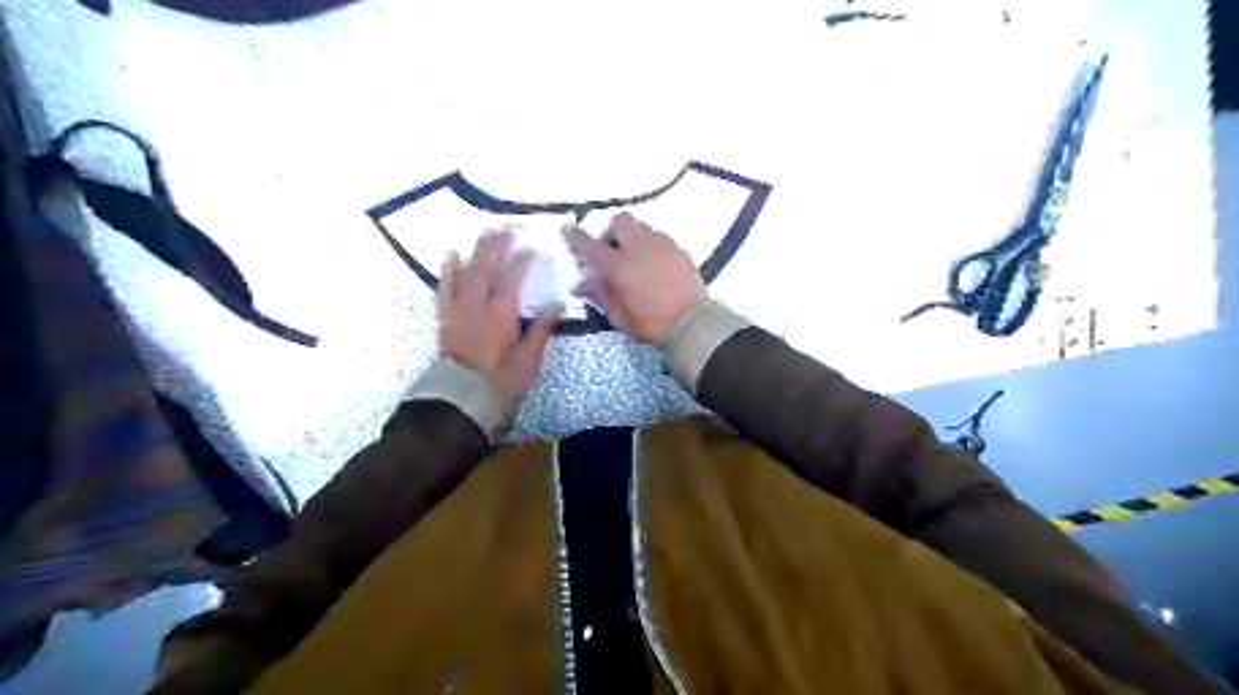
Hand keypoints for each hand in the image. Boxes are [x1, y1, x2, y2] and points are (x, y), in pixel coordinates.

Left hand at [437, 227, 559, 399]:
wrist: (463, 396)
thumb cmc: (501, 380)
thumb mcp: (529, 358)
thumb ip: (540, 330)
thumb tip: (554, 306)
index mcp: (502, 312)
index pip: (514, 277)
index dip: (523, 259)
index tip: (533, 247)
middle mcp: (480, 304)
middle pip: (488, 267)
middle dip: (498, 245)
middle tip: (506, 226)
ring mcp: (460, 308)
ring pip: (468, 272)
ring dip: (476, 250)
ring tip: (484, 231)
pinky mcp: (446, 317)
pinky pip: (445, 288)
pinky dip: (448, 271)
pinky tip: (451, 255)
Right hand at [564, 213, 699, 342]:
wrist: (693, 323)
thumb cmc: (651, 324)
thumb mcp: (619, 316)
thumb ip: (601, 295)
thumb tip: (584, 284)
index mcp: (618, 265)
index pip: (590, 245)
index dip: (576, 237)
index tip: (568, 232)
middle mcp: (639, 247)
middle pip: (620, 221)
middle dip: (611, 231)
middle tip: (612, 252)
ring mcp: (662, 245)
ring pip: (642, 227)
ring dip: (633, 238)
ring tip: (636, 260)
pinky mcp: (680, 250)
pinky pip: (660, 239)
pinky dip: (652, 247)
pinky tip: (655, 267)